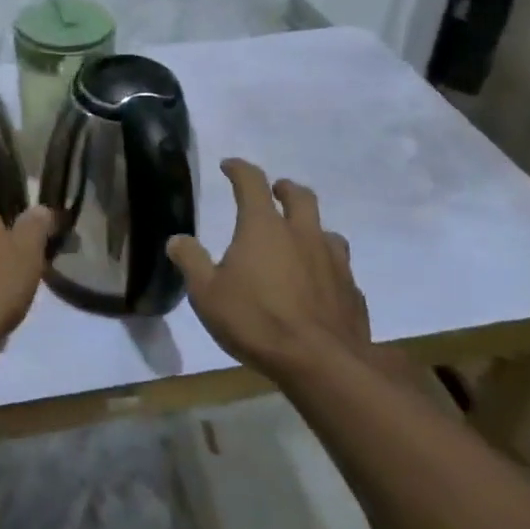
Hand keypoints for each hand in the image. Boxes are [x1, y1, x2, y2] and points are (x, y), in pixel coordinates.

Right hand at [167, 158, 370, 382]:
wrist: (322, 363)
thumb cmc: (256, 321)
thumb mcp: (207, 294)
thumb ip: (191, 262)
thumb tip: (177, 239)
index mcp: (264, 227)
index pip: (252, 182)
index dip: (239, 169)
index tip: (229, 165)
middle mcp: (302, 234)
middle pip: (299, 196)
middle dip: (284, 188)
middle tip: (275, 191)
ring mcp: (333, 261)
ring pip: (325, 230)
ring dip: (310, 227)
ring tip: (298, 239)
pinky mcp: (352, 290)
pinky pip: (339, 267)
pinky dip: (326, 266)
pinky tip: (318, 283)